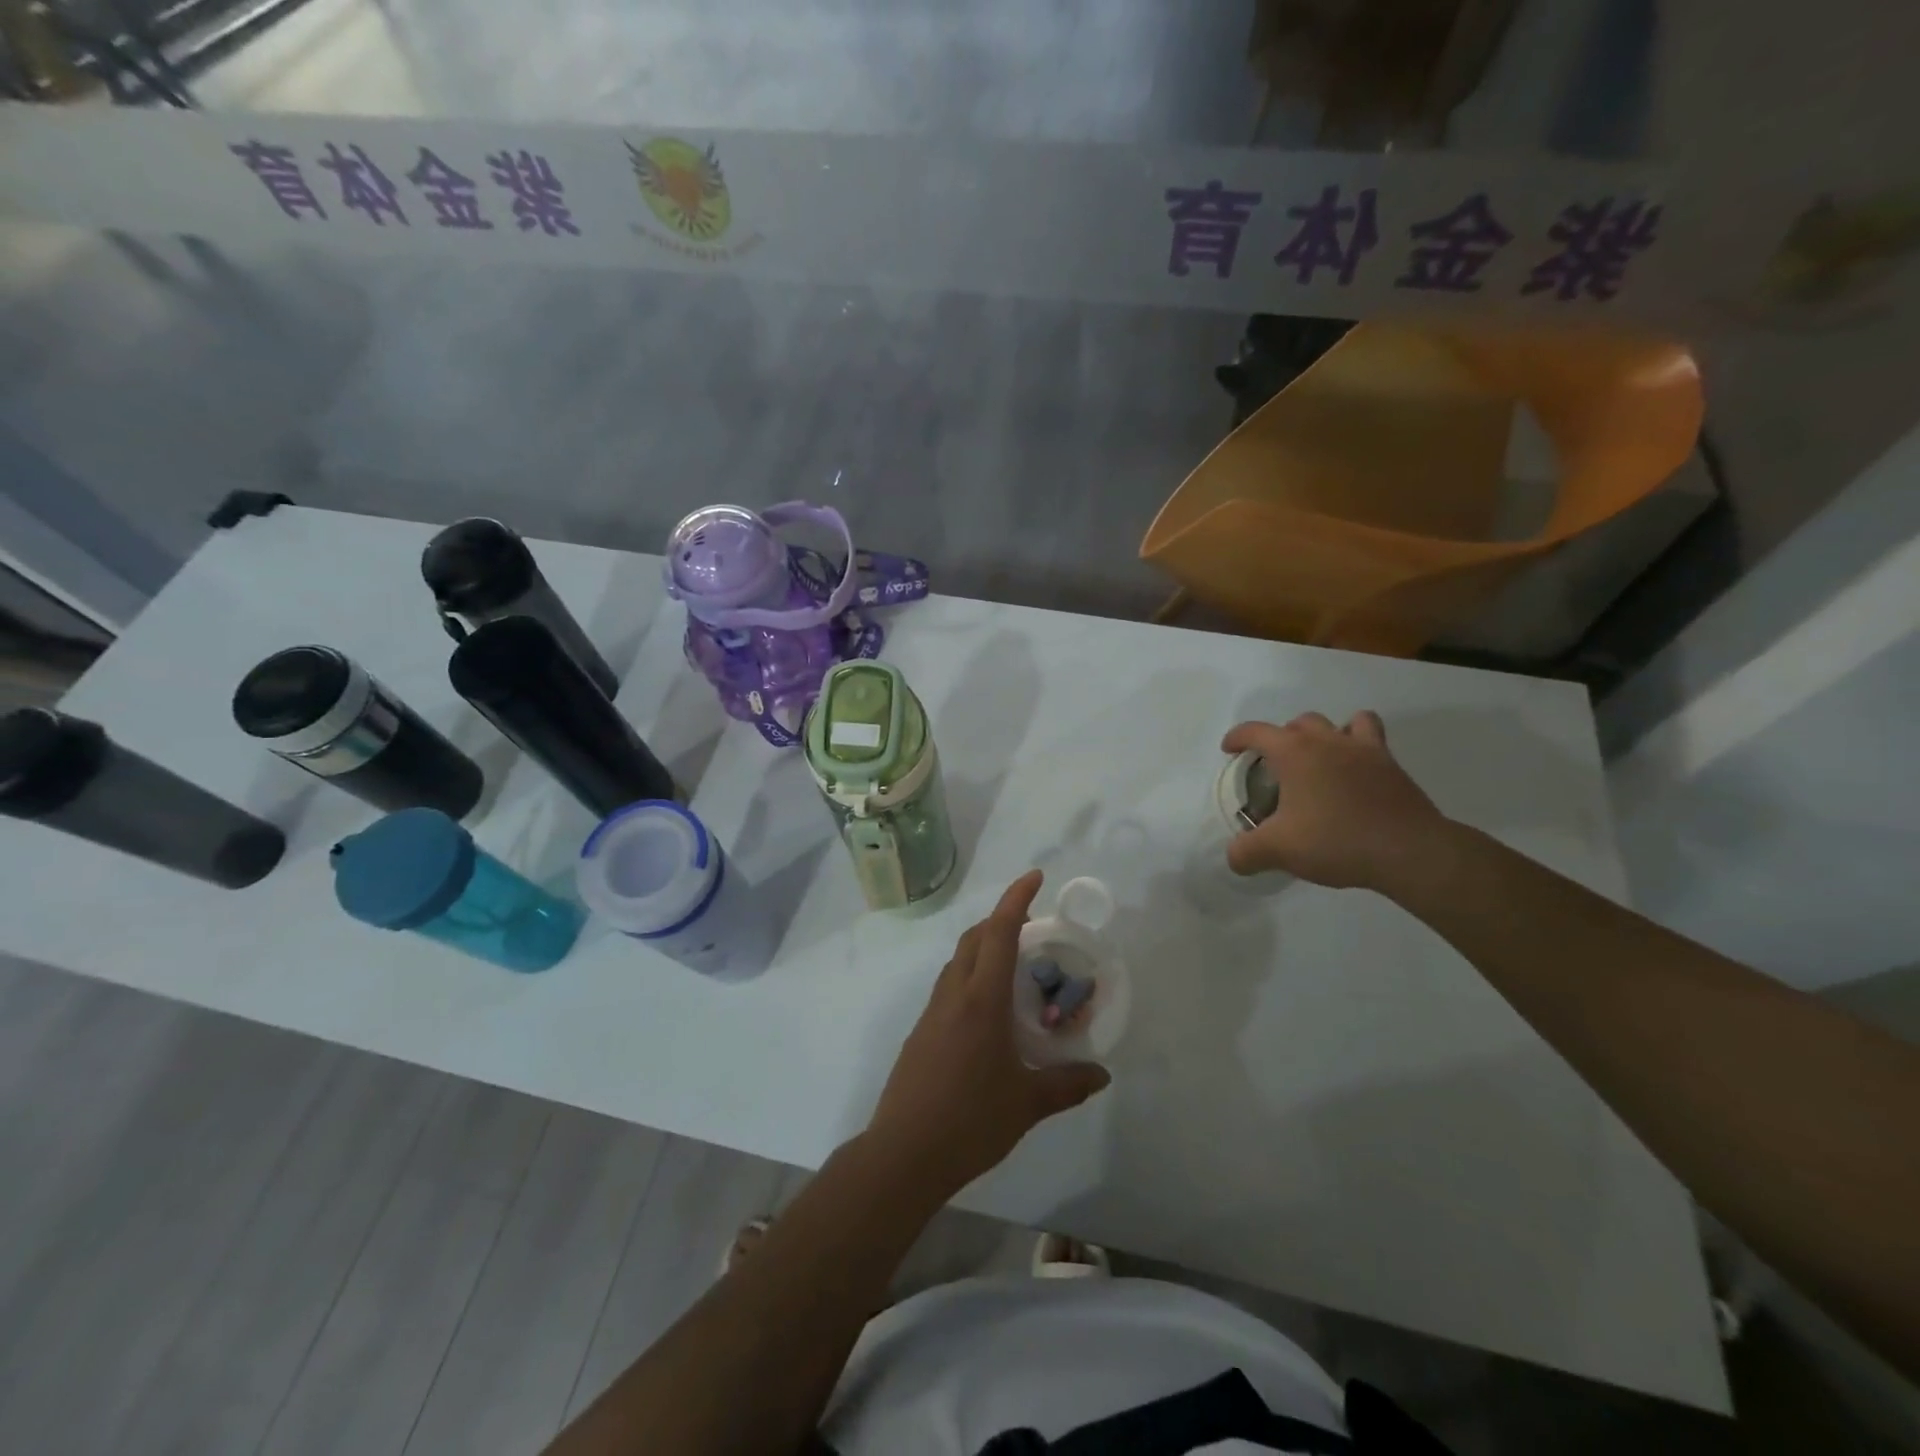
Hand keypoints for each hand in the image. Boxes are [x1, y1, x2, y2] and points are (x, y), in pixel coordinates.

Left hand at [867, 871, 1110, 1197]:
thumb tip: (1102, 1074)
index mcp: (981, 1000)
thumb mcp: (1026, 1104)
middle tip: (1032, 924)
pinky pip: (949, 986)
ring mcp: (932, 1012)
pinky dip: (971, 975)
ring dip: (983, 946)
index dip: (1016, 899)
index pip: (1000, 933)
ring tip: (1014, 963)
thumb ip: (1066, 1084)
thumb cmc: (969, 1121)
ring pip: (958, 961)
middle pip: (974, 938)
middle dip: (1001, 919)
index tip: (1034, 876)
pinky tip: (988, 1008)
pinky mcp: (921, 1032)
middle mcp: (954, 995)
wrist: (903, 1152)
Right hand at [1221, 711, 1449, 890]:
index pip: (1256, 732)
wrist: (1408, 851)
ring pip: (1340, 722)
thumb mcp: (1278, 850)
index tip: (1229, 751)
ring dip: (1325, 735)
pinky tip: (1354, 770)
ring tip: (1320, 760)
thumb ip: (1246, 852)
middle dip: (1282, 739)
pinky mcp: (1391, 765)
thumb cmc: (1335, 840)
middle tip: (1276, 768)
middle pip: (1298, 723)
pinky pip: (1372, 738)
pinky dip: (1359, 745)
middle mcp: (1328, 741)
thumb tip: (1234, 858)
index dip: (1237, 738)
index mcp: (1294, 753)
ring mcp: (1364, 749)